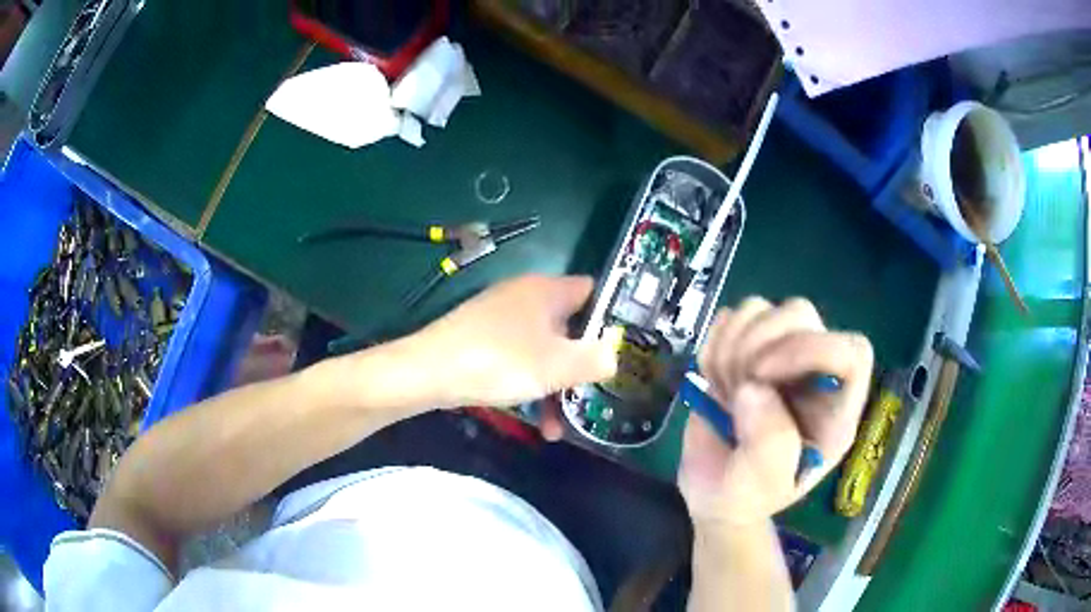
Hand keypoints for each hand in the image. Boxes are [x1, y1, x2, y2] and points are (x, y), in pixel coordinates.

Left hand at [411, 275, 617, 408]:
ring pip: (543, 350)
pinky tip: (532, 419)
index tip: (623, 351)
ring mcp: (501, 317)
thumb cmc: (499, 361)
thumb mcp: (557, 366)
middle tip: (591, 397)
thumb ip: (596, 359)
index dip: (611, 318)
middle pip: (568, 328)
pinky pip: (518, 358)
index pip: (592, 292)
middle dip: (580, 367)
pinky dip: (529, 384)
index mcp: (547, 291)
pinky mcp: (482, 338)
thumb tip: (614, 355)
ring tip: (556, 428)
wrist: (427, 371)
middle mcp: (525, 297)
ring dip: (554, 386)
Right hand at [678, 297, 872, 527]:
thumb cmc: (746, 495)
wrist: (714, 492)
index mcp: (836, 409)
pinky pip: (732, 317)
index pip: (851, 351)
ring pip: (765, 309)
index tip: (761, 375)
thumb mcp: (762, 485)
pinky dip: (714, 342)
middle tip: (735, 387)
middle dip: (758, 346)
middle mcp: (814, 374)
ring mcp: (781, 357)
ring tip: (725, 389)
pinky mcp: (748, 349)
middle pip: (802, 315)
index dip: (809, 349)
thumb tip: (754, 389)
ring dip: (732, 345)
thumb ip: (770, 444)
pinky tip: (713, 378)